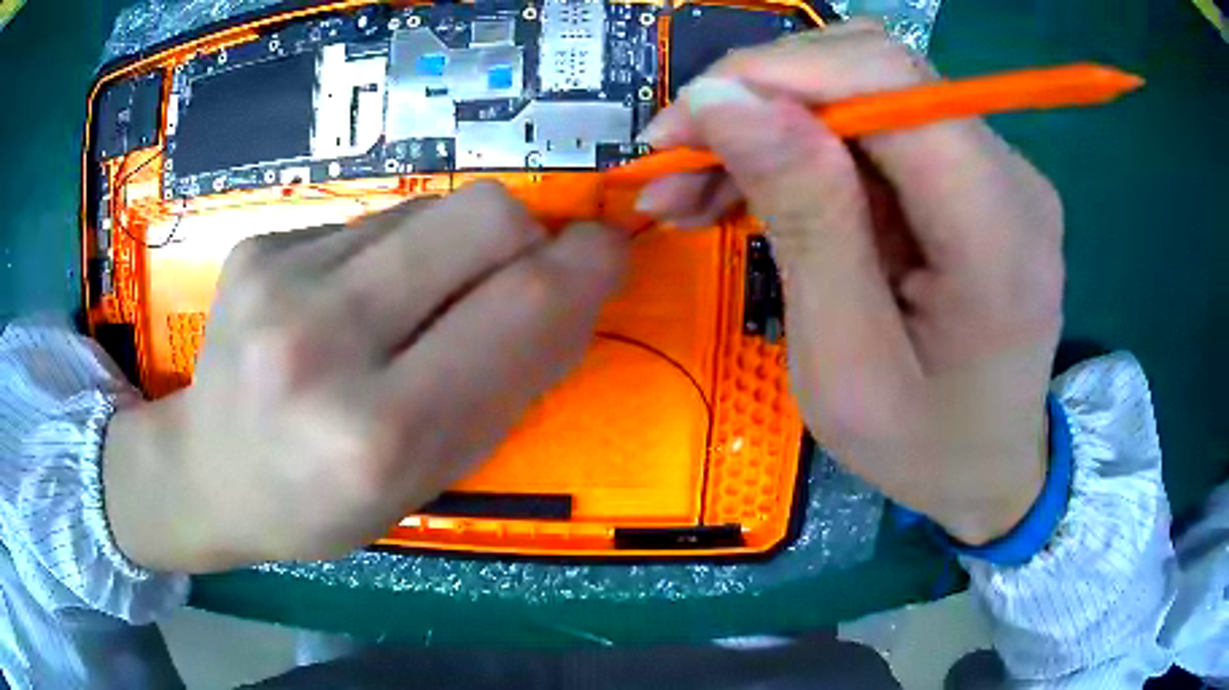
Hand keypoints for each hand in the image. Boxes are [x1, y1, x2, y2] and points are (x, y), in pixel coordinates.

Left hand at [103, 184, 626, 571]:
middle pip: (481, 217)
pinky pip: (373, 219)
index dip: (584, 267)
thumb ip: (507, 386)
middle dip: (527, 236)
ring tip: (421, 301)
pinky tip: (358, 297)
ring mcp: (279, 277)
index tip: (607, 253)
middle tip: (518, 275)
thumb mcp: (427, 481)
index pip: (518, 310)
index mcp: (377, 433)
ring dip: (457, 247)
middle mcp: (321, 340)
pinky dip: (397, 251)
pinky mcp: (259, 244)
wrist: (207, 473)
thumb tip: (572, 291)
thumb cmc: (321, 504)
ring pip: (429, 209)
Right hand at [637, 22, 1063, 544]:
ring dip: (771, 122)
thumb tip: (724, 101)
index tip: (684, 124)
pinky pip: (876, 128)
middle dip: (758, 98)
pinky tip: (756, 189)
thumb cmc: (923, 446)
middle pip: (872, 69)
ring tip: (700, 188)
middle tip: (676, 164)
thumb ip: (804, 220)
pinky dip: (804, 147)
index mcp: (998, 230)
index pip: (887, 78)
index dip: (774, 75)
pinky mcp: (973, 176)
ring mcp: (996, 169)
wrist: (991, 468)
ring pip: (864, 89)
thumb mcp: (845, 365)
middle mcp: (1009, 174)